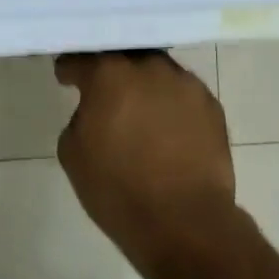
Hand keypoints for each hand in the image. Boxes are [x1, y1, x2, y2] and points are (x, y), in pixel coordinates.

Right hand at [55, 52, 242, 278]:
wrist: (183, 221)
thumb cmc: (117, 190)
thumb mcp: (73, 154)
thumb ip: (80, 117)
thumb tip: (96, 111)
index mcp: (110, 75)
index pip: (82, 58)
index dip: (70, 68)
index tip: (66, 77)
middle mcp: (151, 68)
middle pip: (126, 57)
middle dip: (112, 70)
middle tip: (104, 91)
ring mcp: (187, 85)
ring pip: (158, 73)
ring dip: (145, 85)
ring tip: (139, 111)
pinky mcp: (212, 106)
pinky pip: (183, 95)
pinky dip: (171, 105)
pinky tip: (167, 128)